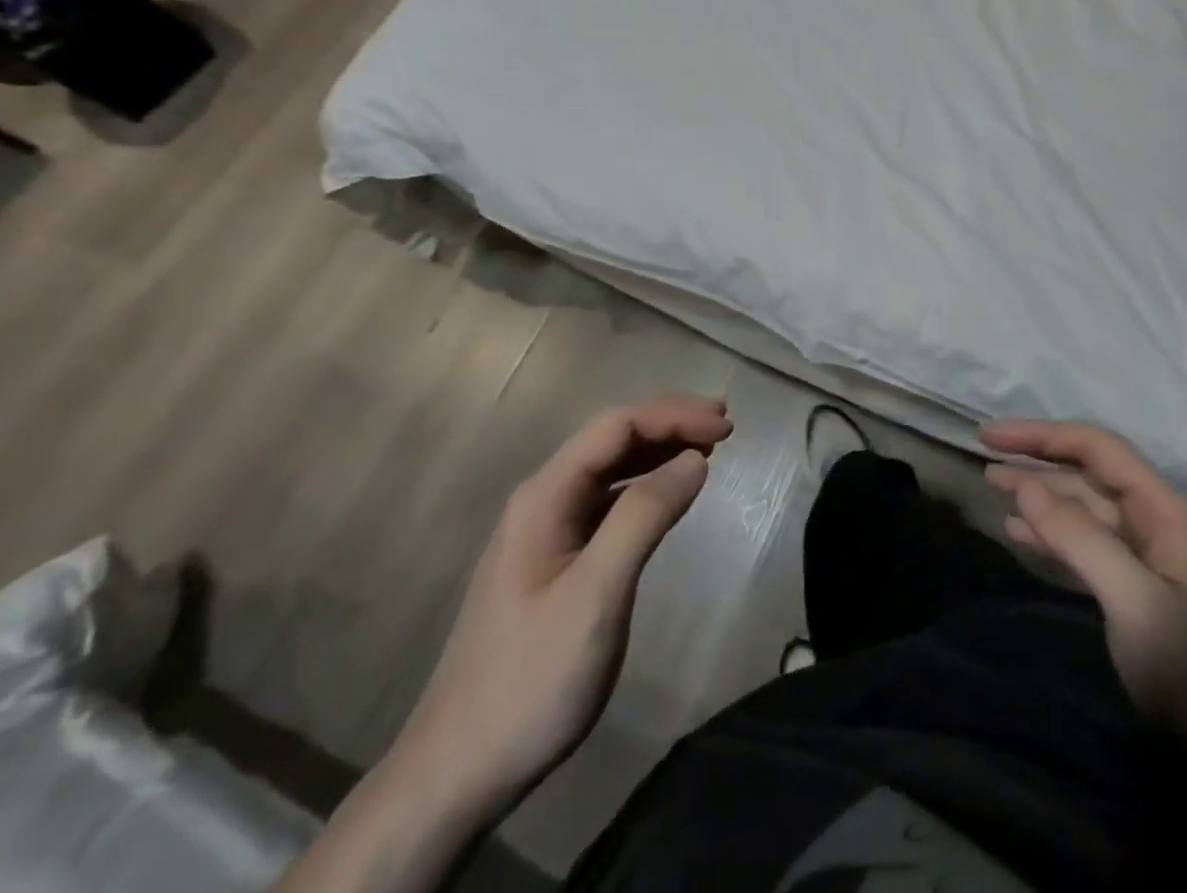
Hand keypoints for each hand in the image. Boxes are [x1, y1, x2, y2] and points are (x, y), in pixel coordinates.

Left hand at [389, 393, 732, 821]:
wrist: (460, 770)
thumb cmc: (532, 678)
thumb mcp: (596, 595)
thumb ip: (645, 517)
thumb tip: (695, 458)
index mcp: (545, 496)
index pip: (617, 426)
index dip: (674, 416)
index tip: (726, 427)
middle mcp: (544, 500)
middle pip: (613, 439)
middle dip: (670, 423)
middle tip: (725, 427)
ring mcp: (547, 531)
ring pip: (612, 468)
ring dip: (660, 450)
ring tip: (709, 449)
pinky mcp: (557, 561)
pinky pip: (608, 502)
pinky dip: (647, 486)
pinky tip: (670, 495)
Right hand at [981, 420, 1186, 761]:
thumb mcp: (1134, 601)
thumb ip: (1080, 538)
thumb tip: (1027, 486)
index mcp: (1163, 509)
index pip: (1098, 449)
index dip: (1044, 435)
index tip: (994, 437)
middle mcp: (1154, 520)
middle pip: (1088, 473)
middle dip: (1037, 460)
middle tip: (984, 456)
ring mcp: (1146, 554)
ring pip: (1083, 508)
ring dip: (1039, 495)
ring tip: (993, 485)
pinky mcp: (1135, 586)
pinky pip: (1085, 543)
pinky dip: (1050, 533)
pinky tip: (1020, 532)